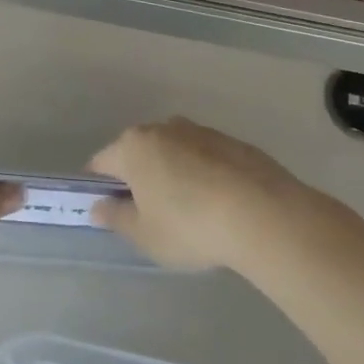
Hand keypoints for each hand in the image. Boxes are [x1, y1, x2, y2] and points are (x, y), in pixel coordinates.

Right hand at [88, 117, 334, 272]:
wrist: (264, 215)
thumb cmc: (189, 226)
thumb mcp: (144, 234)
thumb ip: (116, 218)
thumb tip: (99, 207)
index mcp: (133, 147)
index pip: (101, 163)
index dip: (99, 188)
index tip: (110, 212)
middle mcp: (164, 128)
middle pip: (139, 152)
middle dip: (138, 177)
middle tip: (148, 214)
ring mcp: (202, 132)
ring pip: (174, 152)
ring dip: (173, 173)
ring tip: (188, 211)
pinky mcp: (235, 142)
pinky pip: (206, 158)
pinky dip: (204, 175)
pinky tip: (218, 204)